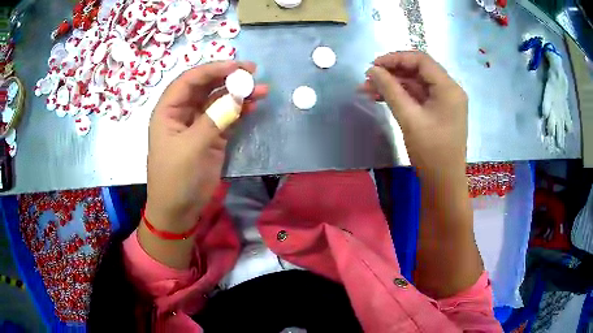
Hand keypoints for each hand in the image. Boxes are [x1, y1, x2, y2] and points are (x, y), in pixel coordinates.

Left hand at [146, 61, 267, 232]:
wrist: (179, 210)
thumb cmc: (176, 178)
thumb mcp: (191, 147)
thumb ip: (214, 119)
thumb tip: (238, 97)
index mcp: (169, 111)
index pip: (189, 81)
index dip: (212, 69)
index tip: (237, 66)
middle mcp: (183, 113)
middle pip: (206, 87)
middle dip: (228, 78)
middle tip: (253, 73)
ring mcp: (199, 124)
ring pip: (219, 101)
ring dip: (238, 94)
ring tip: (261, 90)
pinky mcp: (212, 137)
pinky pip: (227, 117)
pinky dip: (240, 111)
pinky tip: (253, 106)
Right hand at [362, 51, 467, 179]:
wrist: (443, 183)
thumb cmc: (431, 152)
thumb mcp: (409, 118)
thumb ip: (390, 90)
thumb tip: (372, 70)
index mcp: (448, 88)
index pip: (421, 60)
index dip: (396, 58)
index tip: (373, 65)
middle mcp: (449, 90)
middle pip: (418, 70)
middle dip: (392, 72)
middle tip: (368, 78)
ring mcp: (445, 102)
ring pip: (416, 84)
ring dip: (393, 85)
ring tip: (368, 90)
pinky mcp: (439, 112)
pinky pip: (418, 97)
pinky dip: (401, 96)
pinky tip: (381, 98)